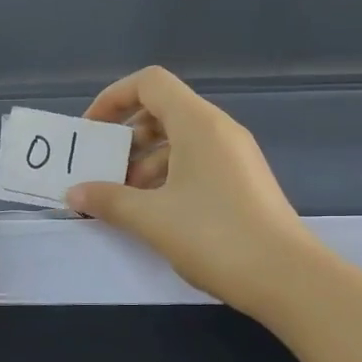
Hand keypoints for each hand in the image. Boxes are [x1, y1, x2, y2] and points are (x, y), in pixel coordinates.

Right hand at [66, 66, 314, 315]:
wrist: (286, 278)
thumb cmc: (214, 236)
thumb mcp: (151, 218)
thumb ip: (108, 200)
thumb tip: (74, 193)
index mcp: (198, 124)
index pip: (149, 83)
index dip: (113, 98)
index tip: (91, 132)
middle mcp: (218, 131)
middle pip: (162, 111)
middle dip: (124, 137)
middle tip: (100, 170)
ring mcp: (233, 157)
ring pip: (177, 142)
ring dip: (142, 163)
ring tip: (120, 200)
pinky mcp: (241, 183)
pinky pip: (194, 164)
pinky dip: (165, 178)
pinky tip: (151, 214)